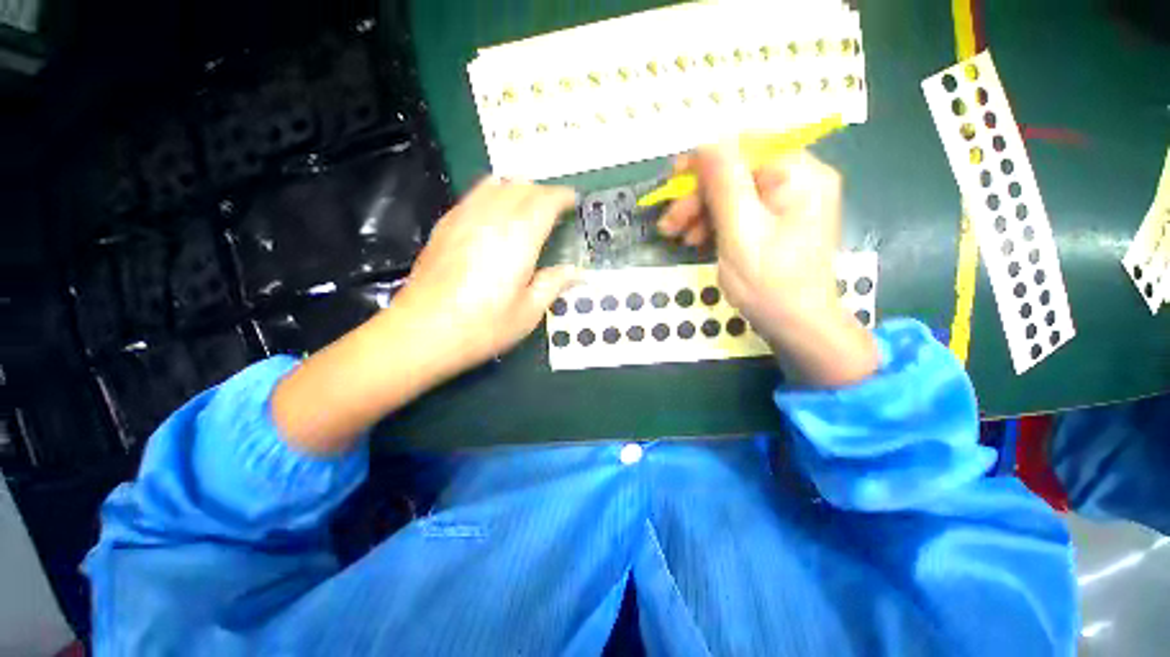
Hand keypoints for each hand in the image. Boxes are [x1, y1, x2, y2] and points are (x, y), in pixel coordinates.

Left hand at [273, 177, 576, 453]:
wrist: (422, 332)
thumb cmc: (482, 327)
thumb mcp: (528, 313)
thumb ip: (553, 285)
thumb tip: (576, 272)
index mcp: (518, 238)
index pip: (545, 201)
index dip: (562, 197)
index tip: (573, 202)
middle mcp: (491, 218)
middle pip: (521, 187)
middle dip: (543, 192)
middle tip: (555, 208)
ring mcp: (463, 218)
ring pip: (495, 184)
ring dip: (517, 188)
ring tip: (527, 205)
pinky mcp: (444, 226)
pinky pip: (473, 195)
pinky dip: (492, 194)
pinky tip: (494, 213)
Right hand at [658, 143, 877, 386]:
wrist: (797, 326)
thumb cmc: (769, 282)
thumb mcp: (740, 230)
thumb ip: (724, 182)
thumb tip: (707, 140)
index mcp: (798, 173)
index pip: (745, 146)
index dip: (705, 159)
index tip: (671, 180)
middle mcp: (798, 180)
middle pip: (737, 172)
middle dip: (698, 195)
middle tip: (668, 223)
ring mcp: (789, 203)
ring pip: (734, 193)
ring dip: (701, 212)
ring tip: (677, 237)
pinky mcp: (777, 223)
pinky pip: (740, 212)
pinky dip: (715, 224)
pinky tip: (698, 241)